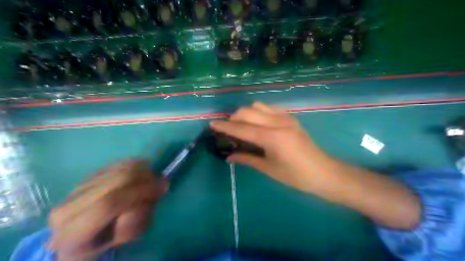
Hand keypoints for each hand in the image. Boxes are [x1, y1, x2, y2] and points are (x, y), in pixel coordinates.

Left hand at [46, 159, 166, 260]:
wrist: (85, 231)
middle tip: (160, 180)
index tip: (164, 186)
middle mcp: (69, 206)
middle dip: (147, 177)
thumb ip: (135, 222)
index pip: (110, 203)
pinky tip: (143, 171)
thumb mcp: (124, 238)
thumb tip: (147, 197)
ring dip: (144, 170)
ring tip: (152, 178)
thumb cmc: (109, 238)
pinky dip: (138, 165)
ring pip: (122, 168)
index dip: (142, 191)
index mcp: (73, 233)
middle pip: (119, 179)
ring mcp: (79, 187)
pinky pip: (121, 163)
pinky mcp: (91, 175)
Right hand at [212, 103, 423, 228]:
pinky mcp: (290, 117)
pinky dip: (257, 112)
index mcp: (272, 138)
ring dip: (245, 113)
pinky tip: (257, 122)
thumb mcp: (269, 169)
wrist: (325, 172)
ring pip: (257, 105)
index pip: (241, 129)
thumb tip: (228, 156)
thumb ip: (247, 159)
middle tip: (228, 128)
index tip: (212, 123)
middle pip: (248, 112)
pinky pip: (268, 108)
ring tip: (242, 124)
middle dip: (234, 118)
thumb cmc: (296, 176)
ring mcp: (285, 117)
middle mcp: (278, 123)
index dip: (225, 126)